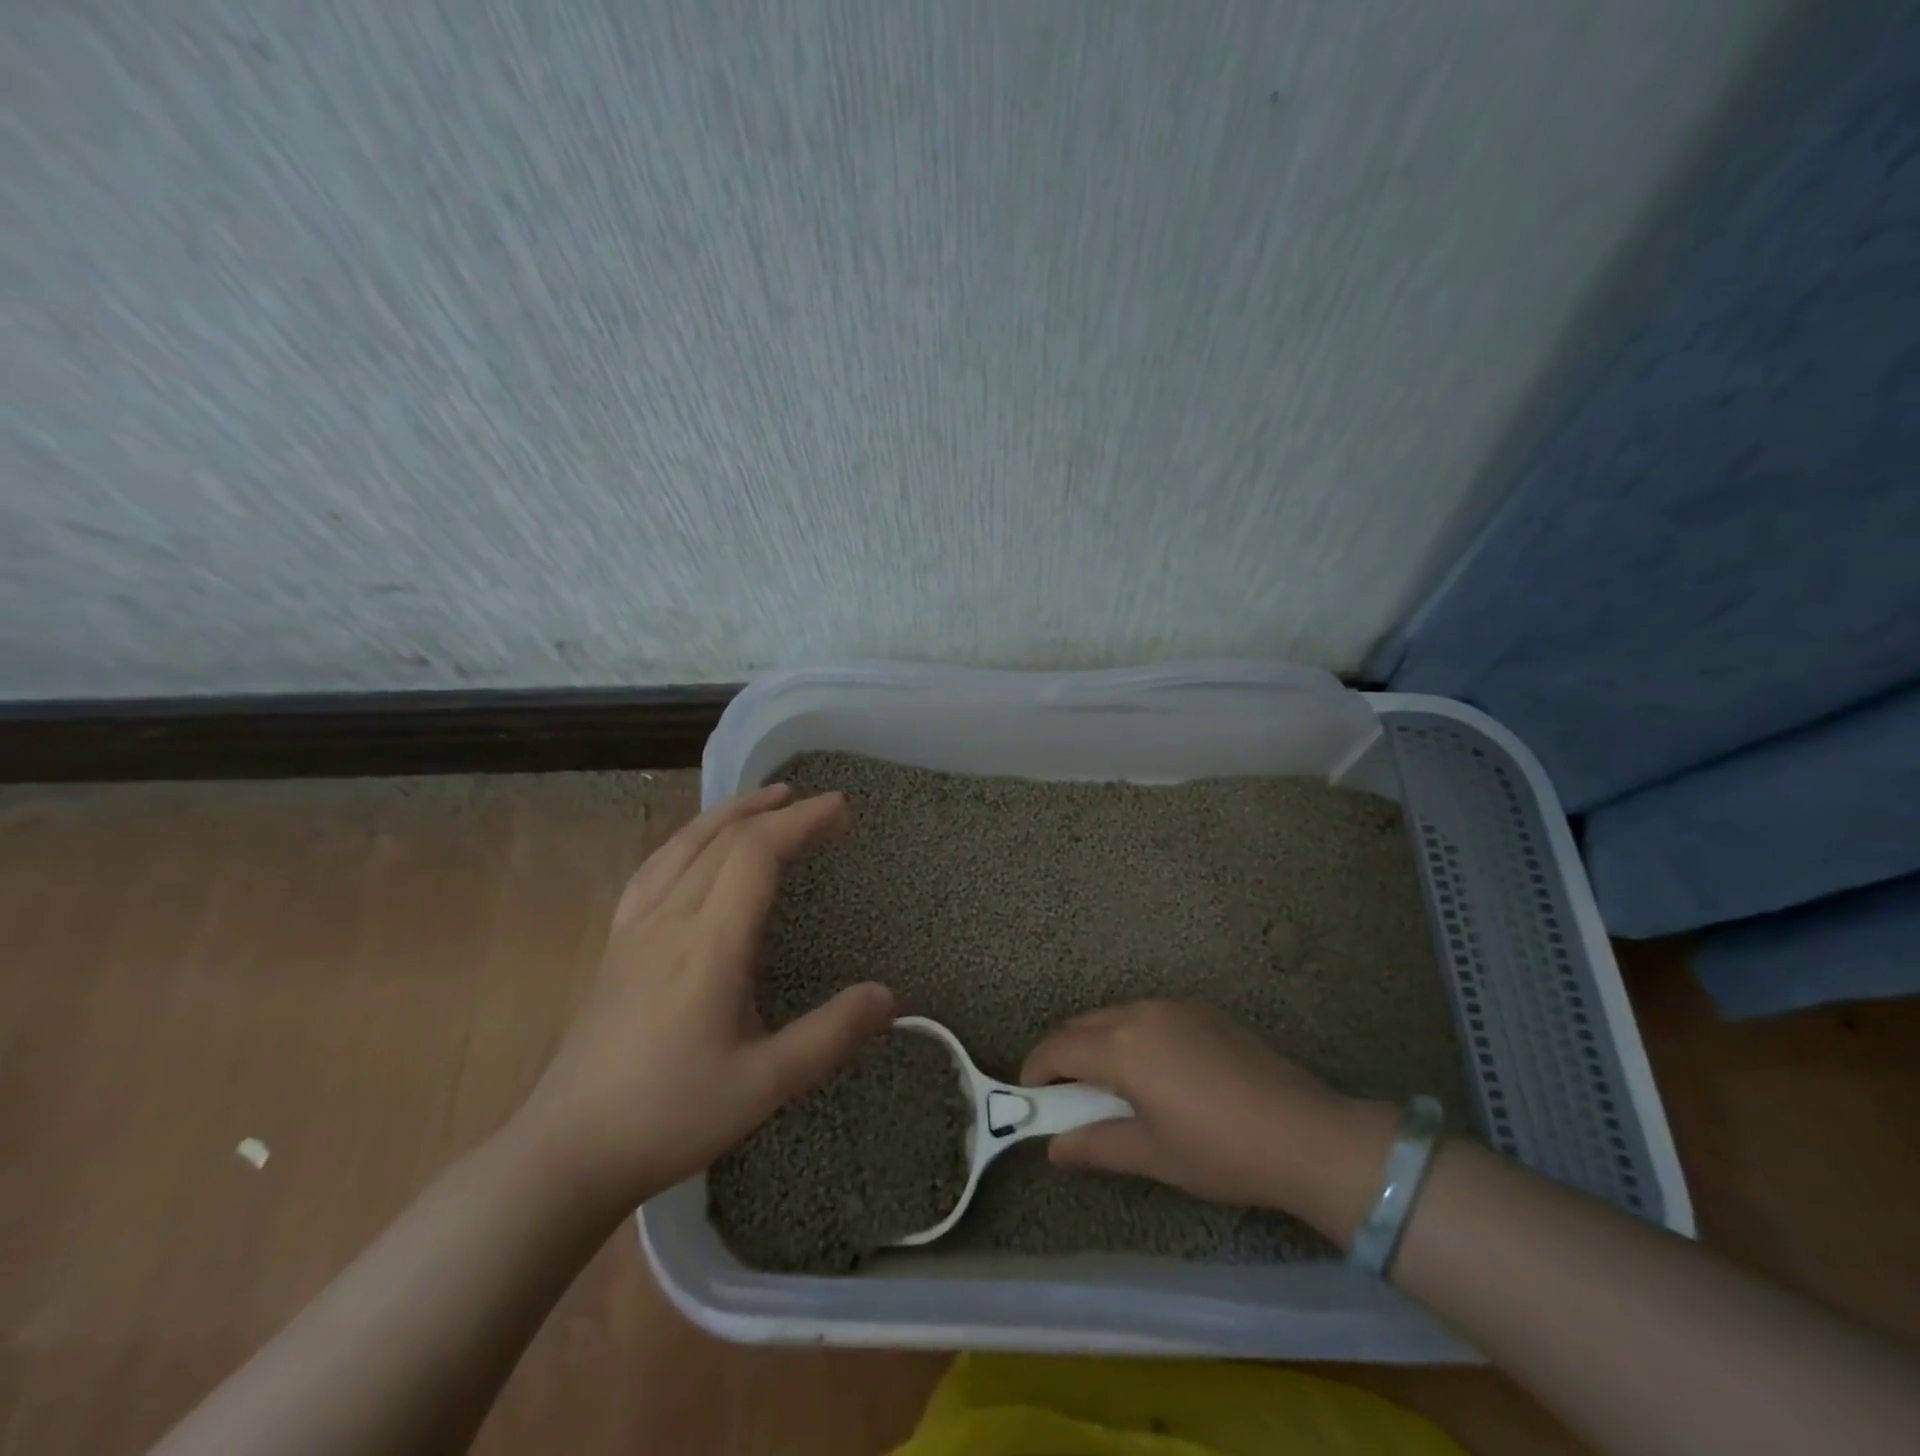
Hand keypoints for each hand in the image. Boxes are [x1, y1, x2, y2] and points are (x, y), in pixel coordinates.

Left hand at [514, 784, 893, 1210]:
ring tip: (766, 799)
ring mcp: (636, 928)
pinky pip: (655, 869)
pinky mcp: (618, 944)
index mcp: (709, 944)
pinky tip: (695, 847)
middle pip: (723, 838)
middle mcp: (670, 919)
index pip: (756, 854)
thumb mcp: (764, 1085)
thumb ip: (830, 1036)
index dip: (801, 822)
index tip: (841, 808)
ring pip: (683, 844)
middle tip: (821, 806)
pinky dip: (687, 839)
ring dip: (730, 813)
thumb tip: (887, 995)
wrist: (566, 1152)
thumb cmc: (670, 1116)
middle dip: (776, 811)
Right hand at [1020, 999, 1394, 1239]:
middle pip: (1081, 1024)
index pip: (1057, 1048)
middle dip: (1062, 1054)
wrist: (1306, 1133)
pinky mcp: (1202, 1009)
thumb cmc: (1220, 1151)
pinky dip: (1131, 1035)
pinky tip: (1155, 1070)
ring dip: (1097, 1042)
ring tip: (1110, 1084)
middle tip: (1065, 1095)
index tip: (1031, 1097)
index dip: (1035, 1070)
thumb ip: (1095, 1145)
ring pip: (1114, 1015)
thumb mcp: (1152, 1156)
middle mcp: (1141, 1012)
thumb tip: (1054, 1147)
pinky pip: (1148, 1014)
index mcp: (1121, 1047)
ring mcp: (1174, 1005)